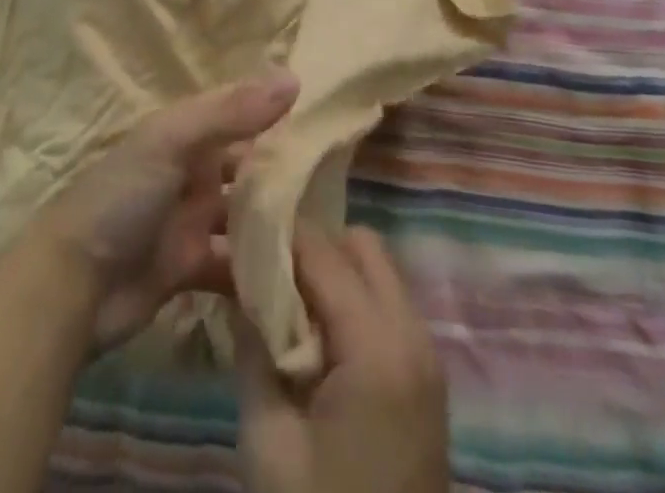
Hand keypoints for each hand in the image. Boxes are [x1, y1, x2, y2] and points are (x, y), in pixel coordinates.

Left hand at [34, 71, 299, 352]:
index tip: (325, 122)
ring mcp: (190, 223)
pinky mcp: (189, 270)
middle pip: (245, 169)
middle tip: (335, 188)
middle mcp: (191, 173)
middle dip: (282, 177)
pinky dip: (257, 274)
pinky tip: (294, 282)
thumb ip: (232, 111)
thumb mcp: (173, 141)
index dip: (275, 115)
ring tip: (324, 237)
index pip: (239, 115)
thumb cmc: (121, 197)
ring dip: (274, 227)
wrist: (69, 286)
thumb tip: (294, 79)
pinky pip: (233, 268)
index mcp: (185, 134)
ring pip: (243, 219)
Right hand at [237, 227, 449, 492]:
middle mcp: (413, 334)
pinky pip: (387, 305)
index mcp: (377, 347)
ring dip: (332, 270)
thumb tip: (237, 285)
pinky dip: (351, 298)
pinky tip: (316, 334)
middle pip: (361, 246)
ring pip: (378, 270)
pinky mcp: (427, 378)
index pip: (323, 252)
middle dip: (310, 245)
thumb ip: (253, 350)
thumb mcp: (269, 444)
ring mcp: (427, 355)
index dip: (278, 230)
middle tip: (264, 269)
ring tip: (285, 301)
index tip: (239, 221)